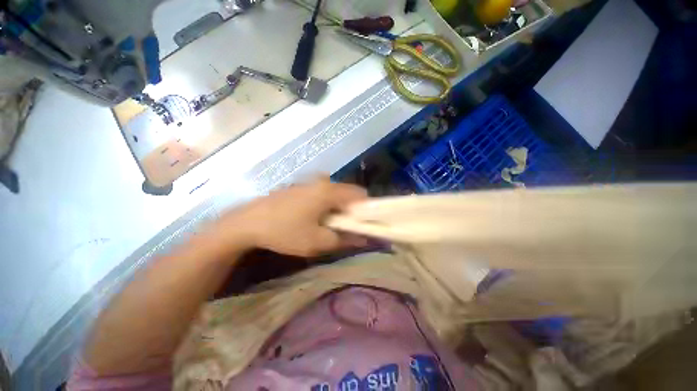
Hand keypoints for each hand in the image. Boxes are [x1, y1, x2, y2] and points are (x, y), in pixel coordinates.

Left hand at [212, 179, 368, 256]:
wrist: (247, 223)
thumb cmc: (285, 231)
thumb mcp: (318, 241)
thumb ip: (345, 239)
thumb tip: (364, 239)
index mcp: (329, 191)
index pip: (360, 195)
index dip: (366, 210)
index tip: (362, 224)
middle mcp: (322, 181)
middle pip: (348, 193)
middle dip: (351, 210)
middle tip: (344, 228)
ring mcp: (309, 183)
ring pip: (334, 194)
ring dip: (337, 208)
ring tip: (328, 225)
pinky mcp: (300, 187)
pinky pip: (322, 194)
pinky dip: (325, 205)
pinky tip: (313, 218)